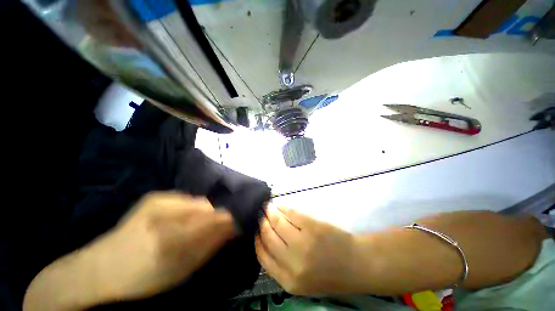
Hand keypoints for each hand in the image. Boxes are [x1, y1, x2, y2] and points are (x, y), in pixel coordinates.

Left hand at [24, 192, 235, 309]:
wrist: (101, 266)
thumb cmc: (141, 278)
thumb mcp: (180, 271)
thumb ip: (209, 247)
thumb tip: (233, 229)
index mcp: (170, 239)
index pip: (214, 221)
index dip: (229, 221)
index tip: (237, 225)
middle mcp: (165, 214)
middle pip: (208, 208)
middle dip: (217, 217)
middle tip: (218, 228)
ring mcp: (158, 201)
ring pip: (198, 201)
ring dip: (204, 213)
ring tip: (197, 225)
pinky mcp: (155, 195)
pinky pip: (186, 198)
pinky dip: (191, 208)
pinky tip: (183, 218)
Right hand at [255, 205, 359, 295]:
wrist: (357, 265)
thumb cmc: (330, 273)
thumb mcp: (301, 280)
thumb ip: (281, 265)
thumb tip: (265, 240)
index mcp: (288, 280)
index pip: (262, 255)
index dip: (257, 239)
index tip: (256, 229)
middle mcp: (292, 261)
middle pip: (268, 235)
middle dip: (262, 222)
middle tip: (262, 213)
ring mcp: (303, 241)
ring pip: (277, 222)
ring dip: (271, 211)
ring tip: (269, 206)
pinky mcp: (312, 225)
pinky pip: (291, 212)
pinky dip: (283, 207)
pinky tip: (280, 205)